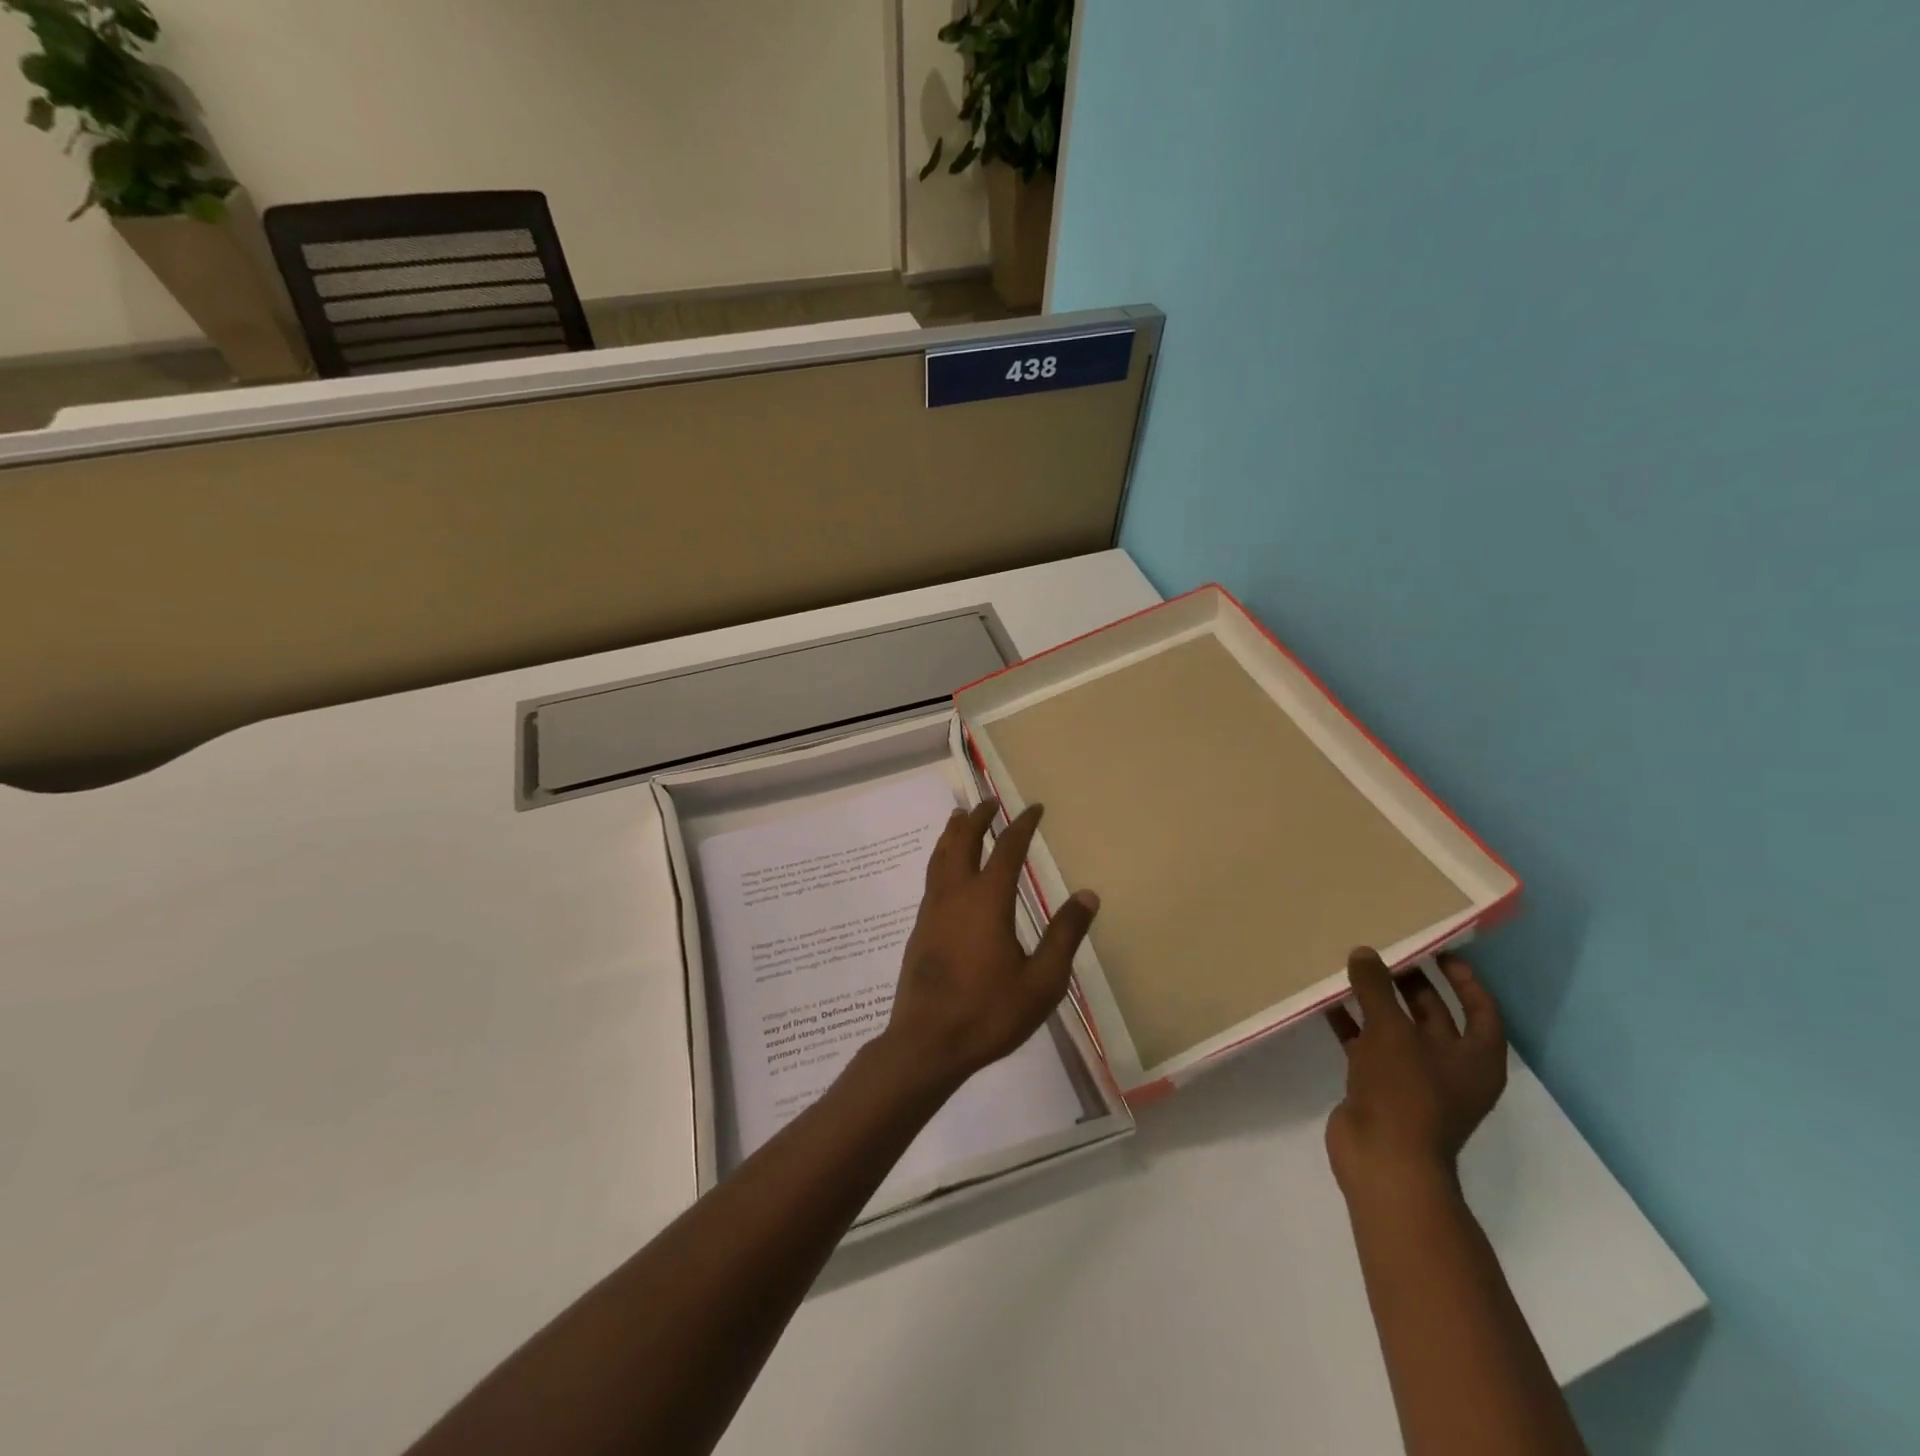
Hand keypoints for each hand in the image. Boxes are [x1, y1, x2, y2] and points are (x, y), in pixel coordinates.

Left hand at [879, 800, 1099, 1097]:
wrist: (927, 1043)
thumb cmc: (989, 1012)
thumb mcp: (1042, 981)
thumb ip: (1064, 935)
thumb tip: (1088, 895)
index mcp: (988, 900)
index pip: (1007, 849)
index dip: (1022, 825)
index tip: (1033, 808)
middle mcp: (956, 895)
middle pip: (963, 842)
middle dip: (978, 818)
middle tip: (989, 802)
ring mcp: (932, 911)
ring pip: (940, 857)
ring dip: (952, 834)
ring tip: (958, 818)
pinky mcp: (919, 929)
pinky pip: (932, 878)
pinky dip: (941, 859)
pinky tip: (946, 871)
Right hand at [1325, 948, 1507, 1199]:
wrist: (1383, 1159)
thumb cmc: (1405, 1092)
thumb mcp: (1391, 1031)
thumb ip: (1376, 988)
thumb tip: (1364, 953)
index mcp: (1475, 1058)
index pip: (1480, 1009)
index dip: (1463, 979)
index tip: (1437, 951)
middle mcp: (1451, 1067)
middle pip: (1434, 1015)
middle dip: (1409, 984)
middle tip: (1383, 951)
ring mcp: (1414, 1079)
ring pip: (1396, 1029)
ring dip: (1375, 1002)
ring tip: (1350, 968)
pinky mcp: (1380, 1087)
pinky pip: (1367, 1045)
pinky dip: (1351, 1024)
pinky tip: (1327, 1002)